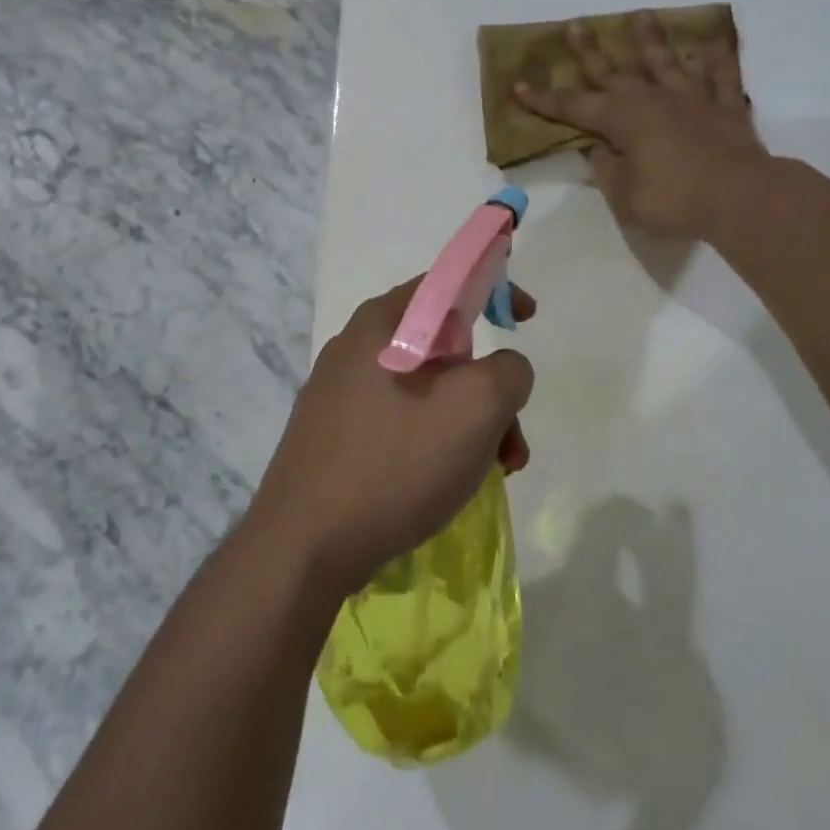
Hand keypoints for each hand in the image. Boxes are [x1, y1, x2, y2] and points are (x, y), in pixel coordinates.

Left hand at [249, 279, 535, 599]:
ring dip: (469, 424)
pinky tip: (445, 485)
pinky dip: (435, 442)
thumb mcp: (475, 408)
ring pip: (425, 391)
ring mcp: (339, 394)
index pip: (447, 281)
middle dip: (489, 387)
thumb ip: (508, 370)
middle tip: (511, 439)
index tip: (526, 320)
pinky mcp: (332, 435)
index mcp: (382, 323)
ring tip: (492, 473)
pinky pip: (400, 421)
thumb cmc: (393, 465)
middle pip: (443, 346)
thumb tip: (503, 371)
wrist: (302, 548)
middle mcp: (355, 347)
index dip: (494, 289)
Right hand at [514, 12, 770, 241]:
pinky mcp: (726, 109)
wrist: (741, 198)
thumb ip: (607, 170)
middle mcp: (653, 100)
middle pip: (614, 72)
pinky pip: (722, 79)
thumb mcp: (624, 196)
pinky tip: (714, 45)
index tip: (518, 84)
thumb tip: (601, 150)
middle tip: (575, 25)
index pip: (573, 107)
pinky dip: (718, 61)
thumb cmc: (674, 200)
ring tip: (641, 15)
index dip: (544, 98)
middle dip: (590, 51)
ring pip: (666, 63)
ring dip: (650, 40)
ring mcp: (692, 101)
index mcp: (623, 120)